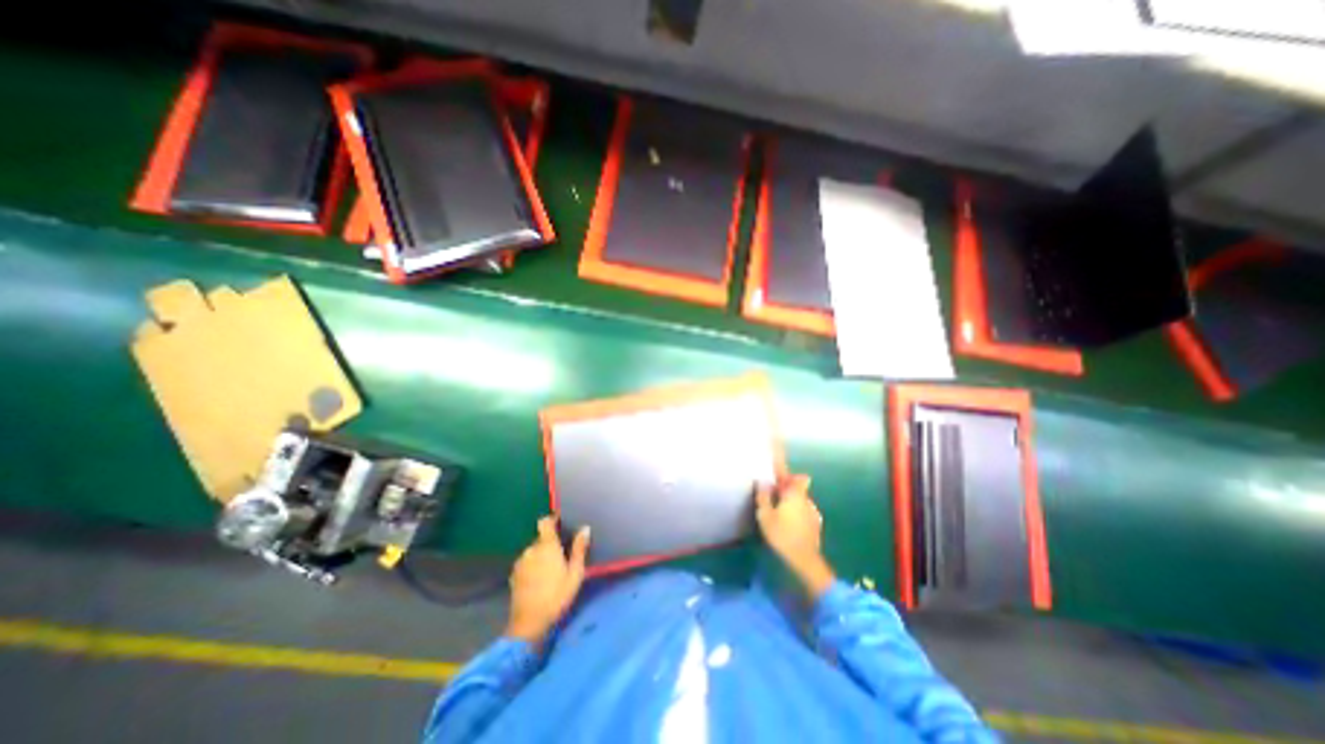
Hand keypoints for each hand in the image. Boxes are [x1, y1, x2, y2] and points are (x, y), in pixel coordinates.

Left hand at [510, 517, 588, 645]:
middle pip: (541, 538)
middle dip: (550, 543)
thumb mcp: (575, 573)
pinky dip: (533, 566)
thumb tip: (585, 528)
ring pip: (533, 551)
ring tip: (550, 570)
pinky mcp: (514, 575)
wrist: (529, 623)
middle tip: (561, 555)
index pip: (545, 522)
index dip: (552, 520)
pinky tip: (539, 580)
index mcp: (547, 545)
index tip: (561, 524)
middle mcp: (531, 549)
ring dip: (541, 555)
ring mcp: (520, 562)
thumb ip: (579, 549)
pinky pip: (526, 562)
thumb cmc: (557, 596)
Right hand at [762, 476, 831, 598]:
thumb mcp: (765, 515)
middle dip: (787, 486)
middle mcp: (807, 500)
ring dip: (792, 499)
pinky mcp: (816, 525)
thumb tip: (762, 481)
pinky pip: (804, 510)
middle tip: (774, 490)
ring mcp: (813, 512)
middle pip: (798, 487)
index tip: (778, 470)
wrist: (805, 560)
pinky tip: (789, 520)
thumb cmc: (782, 535)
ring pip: (802, 499)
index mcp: (795, 494)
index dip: (787, 471)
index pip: (795, 475)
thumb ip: (763, 496)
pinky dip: (797, 511)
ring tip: (780, 506)